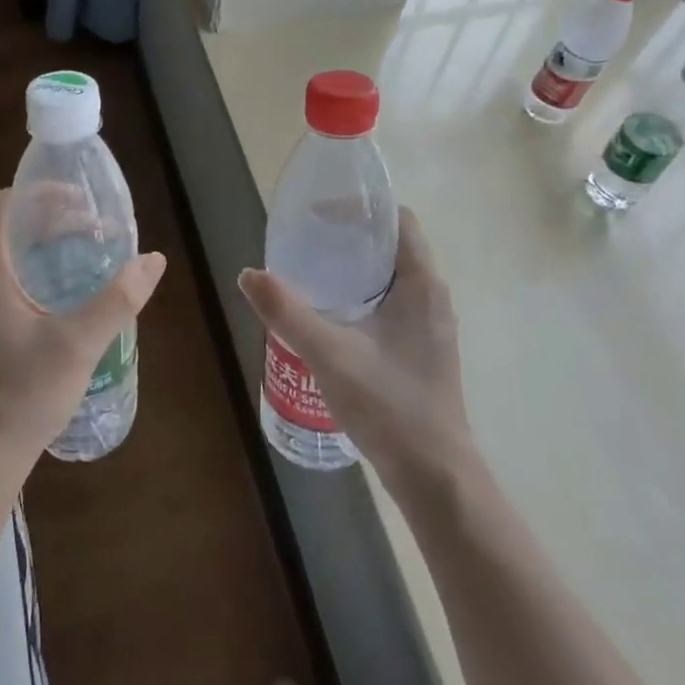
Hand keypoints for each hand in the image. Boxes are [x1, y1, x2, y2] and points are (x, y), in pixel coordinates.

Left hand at [0, 188, 165, 485]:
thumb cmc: (25, 392)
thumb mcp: (79, 343)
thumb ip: (118, 299)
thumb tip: (153, 259)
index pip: (7, 205)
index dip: (43, 192)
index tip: (82, 199)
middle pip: (13, 228)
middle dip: (54, 217)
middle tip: (98, 224)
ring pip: (14, 255)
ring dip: (49, 244)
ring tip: (91, 249)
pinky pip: (14, 280)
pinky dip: (42, 270)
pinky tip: (73, 291)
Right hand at [238, 208, 469, 503]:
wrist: (435, 476)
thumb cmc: (389, 406)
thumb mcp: (329, 355)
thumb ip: (287, 312)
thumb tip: (248, 274)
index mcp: (422, 284)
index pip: (398, 220)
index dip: (361, 208)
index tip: (320, 213)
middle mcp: (432, 297)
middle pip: (392, 245)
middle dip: (350, 236)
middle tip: (305, 239)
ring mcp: (430, 326)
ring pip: (391, 277)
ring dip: (355, 267)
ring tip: (311, 271)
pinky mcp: (422, 350)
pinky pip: (392, 303)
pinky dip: (362, 295)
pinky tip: (330, 315)